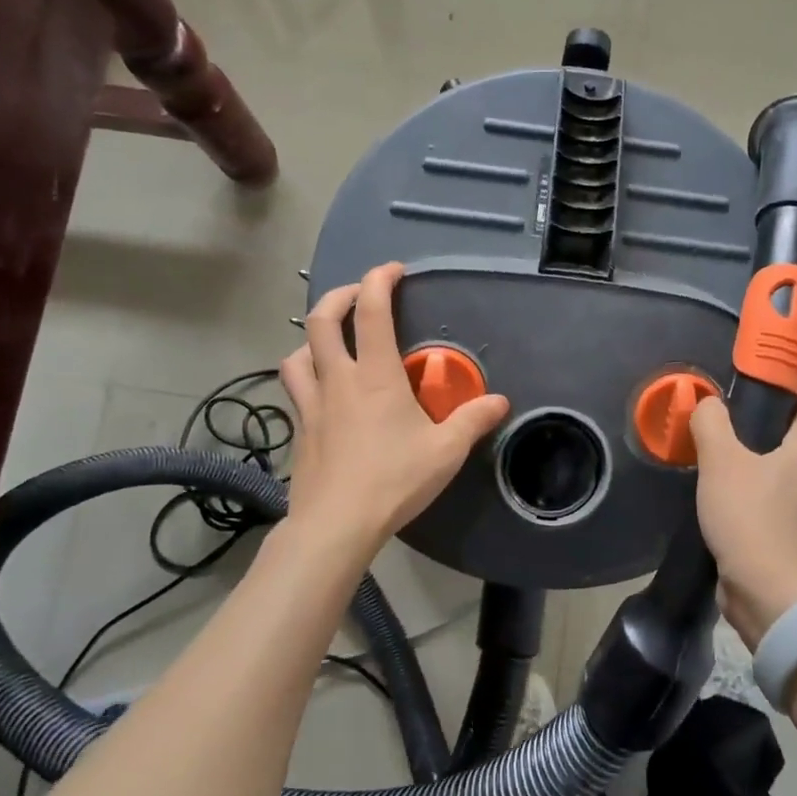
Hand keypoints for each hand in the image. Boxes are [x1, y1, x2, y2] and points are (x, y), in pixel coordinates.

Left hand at [280, 263, 509, 559]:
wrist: (335, 525)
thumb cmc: (393, 480)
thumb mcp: (446, 451)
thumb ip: (473, 420)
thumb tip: (501, 401)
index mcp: (375, 376)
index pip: (370, 311)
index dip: (379, 280)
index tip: (394, 270)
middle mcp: (338, 380)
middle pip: (321, 320)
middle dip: (339, 295)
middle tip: (359, 294)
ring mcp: (311, 405)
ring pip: (296, 353)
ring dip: (312, 337)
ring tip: (331, 343)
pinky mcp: (299, 430)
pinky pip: (295, 389)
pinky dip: (305, 376)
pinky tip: (322, 393)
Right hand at [691, 396, 796, 644]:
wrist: (768, 593)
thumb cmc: (749, 517)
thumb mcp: (721, 460)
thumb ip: (711, 422)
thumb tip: (708, 404)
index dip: (776, 394)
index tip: (740, 393)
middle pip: (788, 439)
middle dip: (754, 430)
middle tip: (716, 427)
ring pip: (778, 473)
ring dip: (750, 466)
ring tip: (712, 463)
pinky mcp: (792, 537)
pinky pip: (771, 503)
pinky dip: (750, 496)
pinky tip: (721, 500)